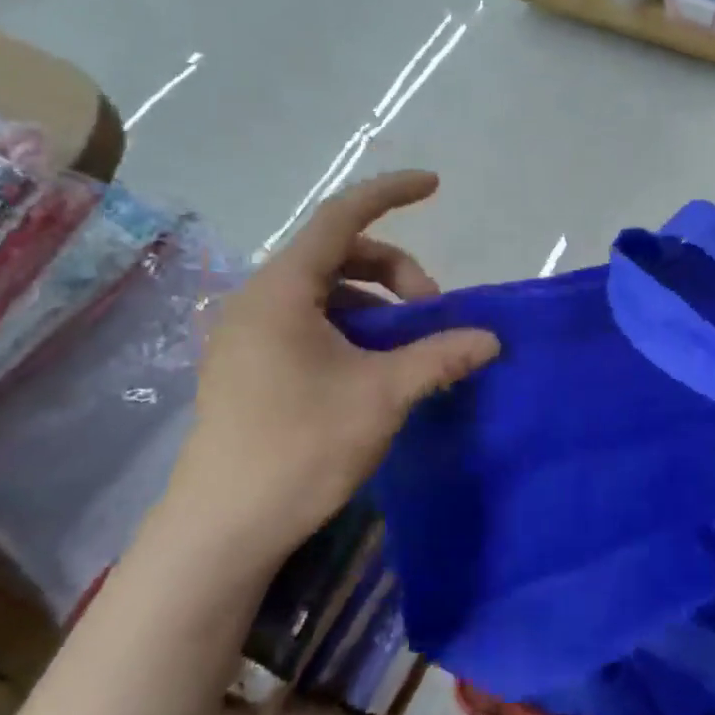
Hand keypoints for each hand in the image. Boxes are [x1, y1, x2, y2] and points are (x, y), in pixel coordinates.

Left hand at [156, 171, 498, 569]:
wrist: (222, 529)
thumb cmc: (301, 447)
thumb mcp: (383, 394)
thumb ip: (440, 356)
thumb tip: (491, 339)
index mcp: (282, 290)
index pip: (341, 217)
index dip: (390, 193)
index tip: (434, 185)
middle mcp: (258, 300)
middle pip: (337, 255)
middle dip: (394, 271)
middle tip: (431, 314)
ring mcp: (248, 334)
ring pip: (325, 292)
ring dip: (375, 304)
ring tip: (406, 347)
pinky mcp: (248, 366)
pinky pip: (308, 323)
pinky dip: (350, 328)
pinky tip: (373, 367)